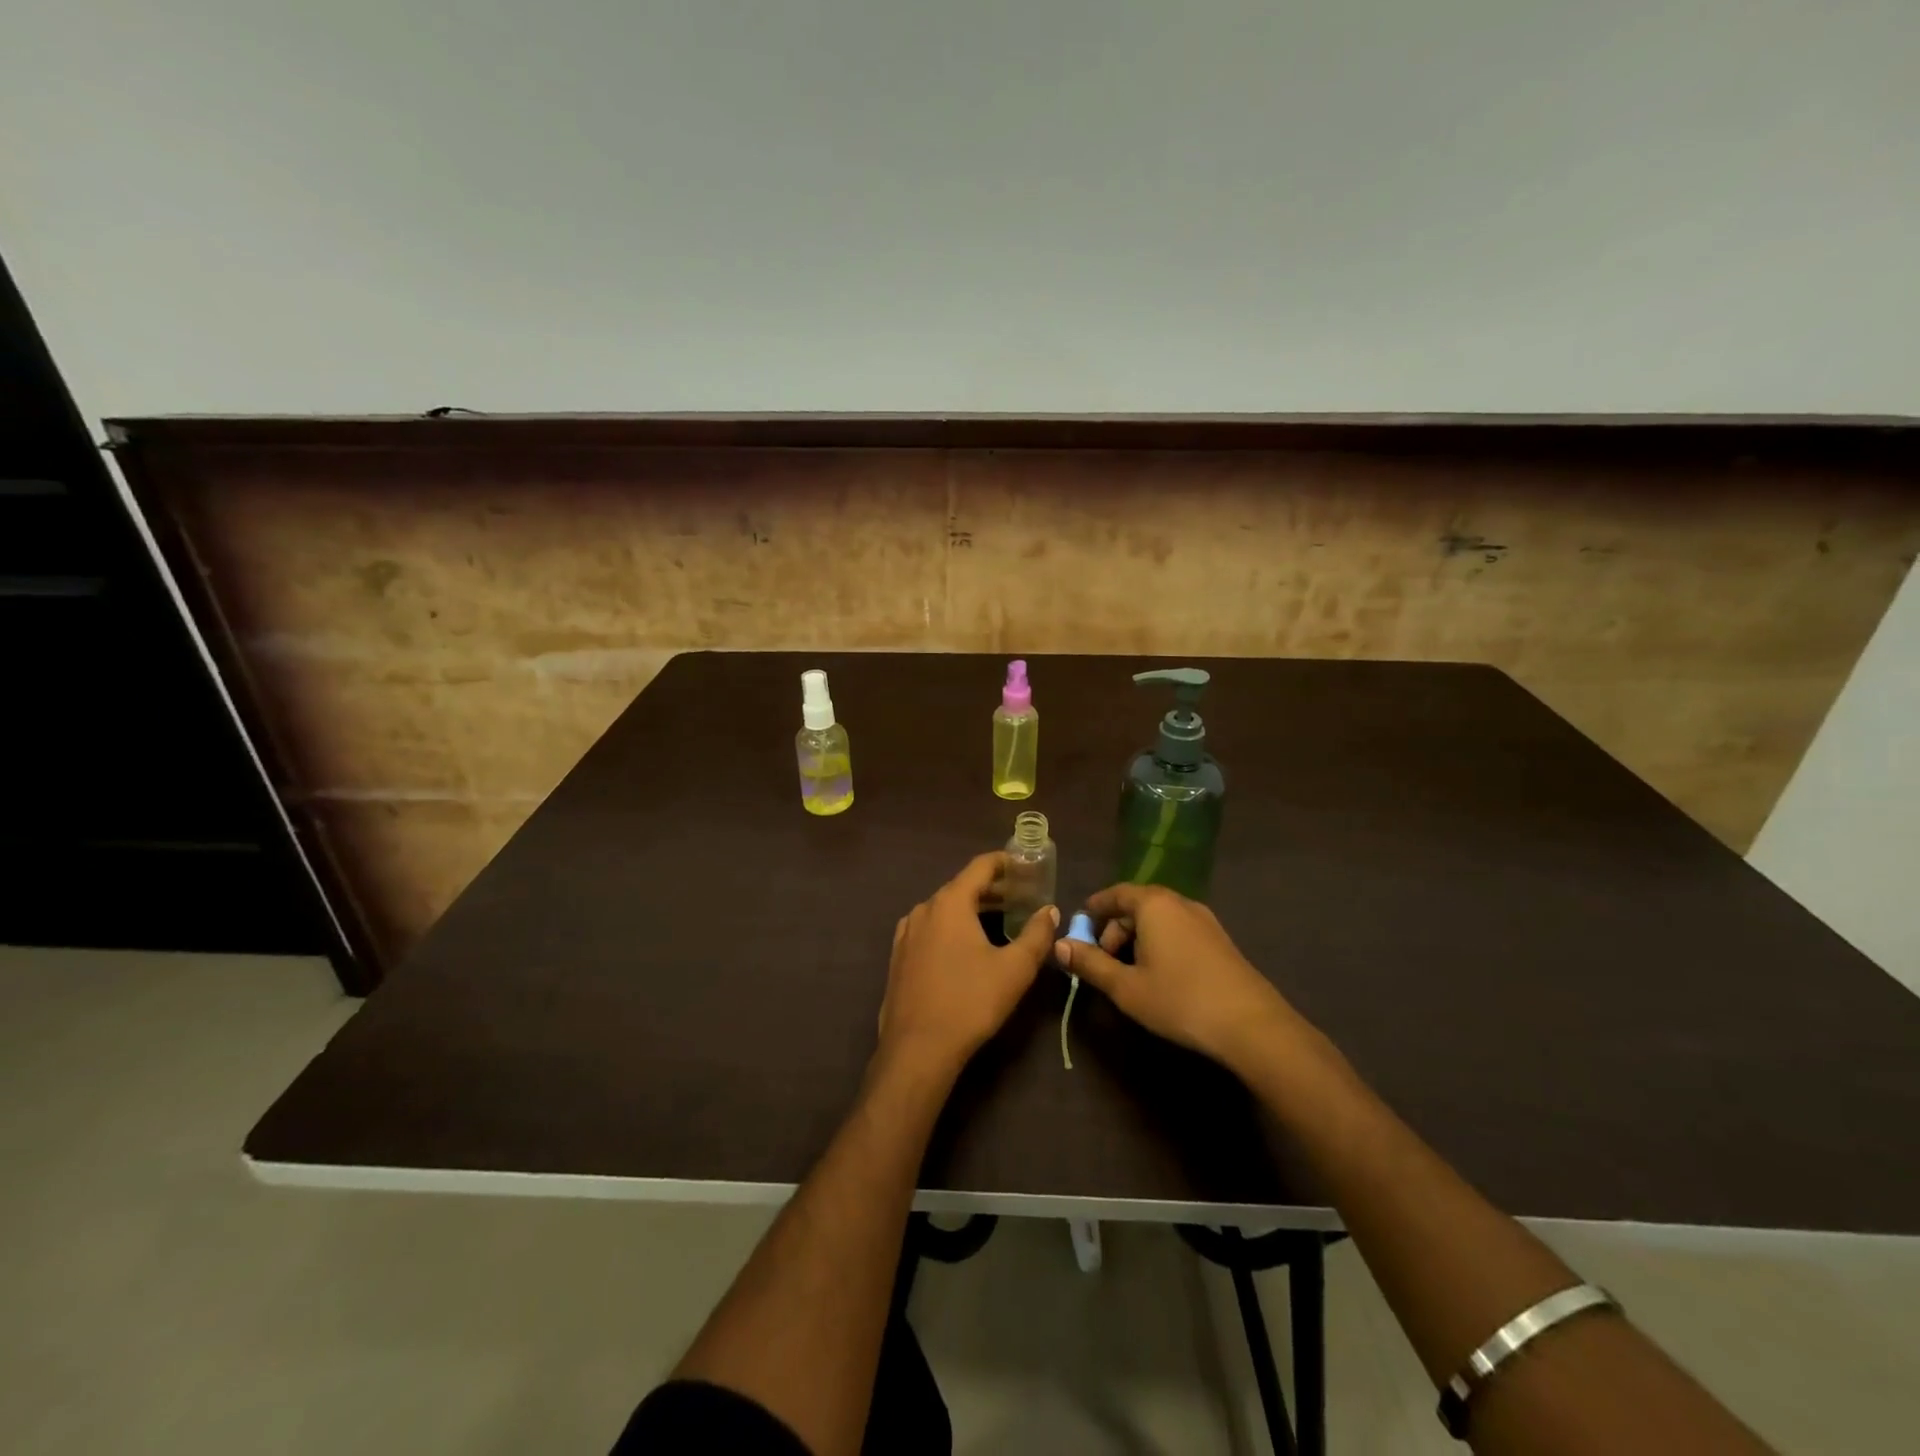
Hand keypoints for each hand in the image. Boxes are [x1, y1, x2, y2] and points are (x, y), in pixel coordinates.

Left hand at [877, 852, 1058, 1081]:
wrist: (917, 1048)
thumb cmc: (970, 1002)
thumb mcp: (1015, 969)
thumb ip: (1037, 934)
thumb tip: (1050, 911)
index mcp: (950, 902)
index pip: (980, 866)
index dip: (1006, 863)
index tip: (1026, 866)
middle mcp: (924, 908)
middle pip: (962, 886)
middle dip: (993, 889)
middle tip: (1022, 897)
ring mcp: (907, 932)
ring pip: (945, 908)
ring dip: (972, 908)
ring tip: (999, 920)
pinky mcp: (899, 956)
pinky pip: (931, 928)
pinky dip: (952, 926)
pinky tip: (966, 946)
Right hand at [1053, 883, 1298, 1071]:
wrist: (1251, 1025)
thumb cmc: (1179, 999)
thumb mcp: (1125, 986)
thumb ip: (1090, 963)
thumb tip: (1058, 944)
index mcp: (1153, 904)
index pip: (1115, 893)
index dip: (1094, 909)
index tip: (1078, 927)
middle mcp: (1179, 902)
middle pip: (1137, 905)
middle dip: (1114, 928)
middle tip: (1102, 960)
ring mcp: (1204, 920)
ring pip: (1159, 919)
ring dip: (1137, 938)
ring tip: (1128, 972)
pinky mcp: (1220, 940)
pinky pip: (1178, 930)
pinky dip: (1160, 943)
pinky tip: (1159, 976)